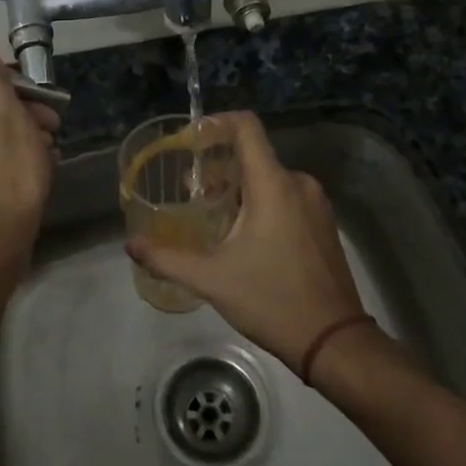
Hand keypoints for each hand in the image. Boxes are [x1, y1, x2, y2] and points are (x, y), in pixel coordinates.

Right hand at [127, 112, 366, 370]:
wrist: (334, 342)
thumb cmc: (272, 300)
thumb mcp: (212, 279)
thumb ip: (167, 258)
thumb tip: (131, 245)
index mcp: (273, 184)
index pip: (246, 127)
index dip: (215, 124)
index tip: (189, 140)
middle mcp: (298, 184)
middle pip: (253, 156)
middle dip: (218, 168)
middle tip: (191, 193)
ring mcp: (315, 204)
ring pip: (269, 179)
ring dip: (238, 189)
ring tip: (212, 218)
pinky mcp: (323, 224)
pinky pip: (286, 197)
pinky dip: (260, 203)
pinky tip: (243, 237)